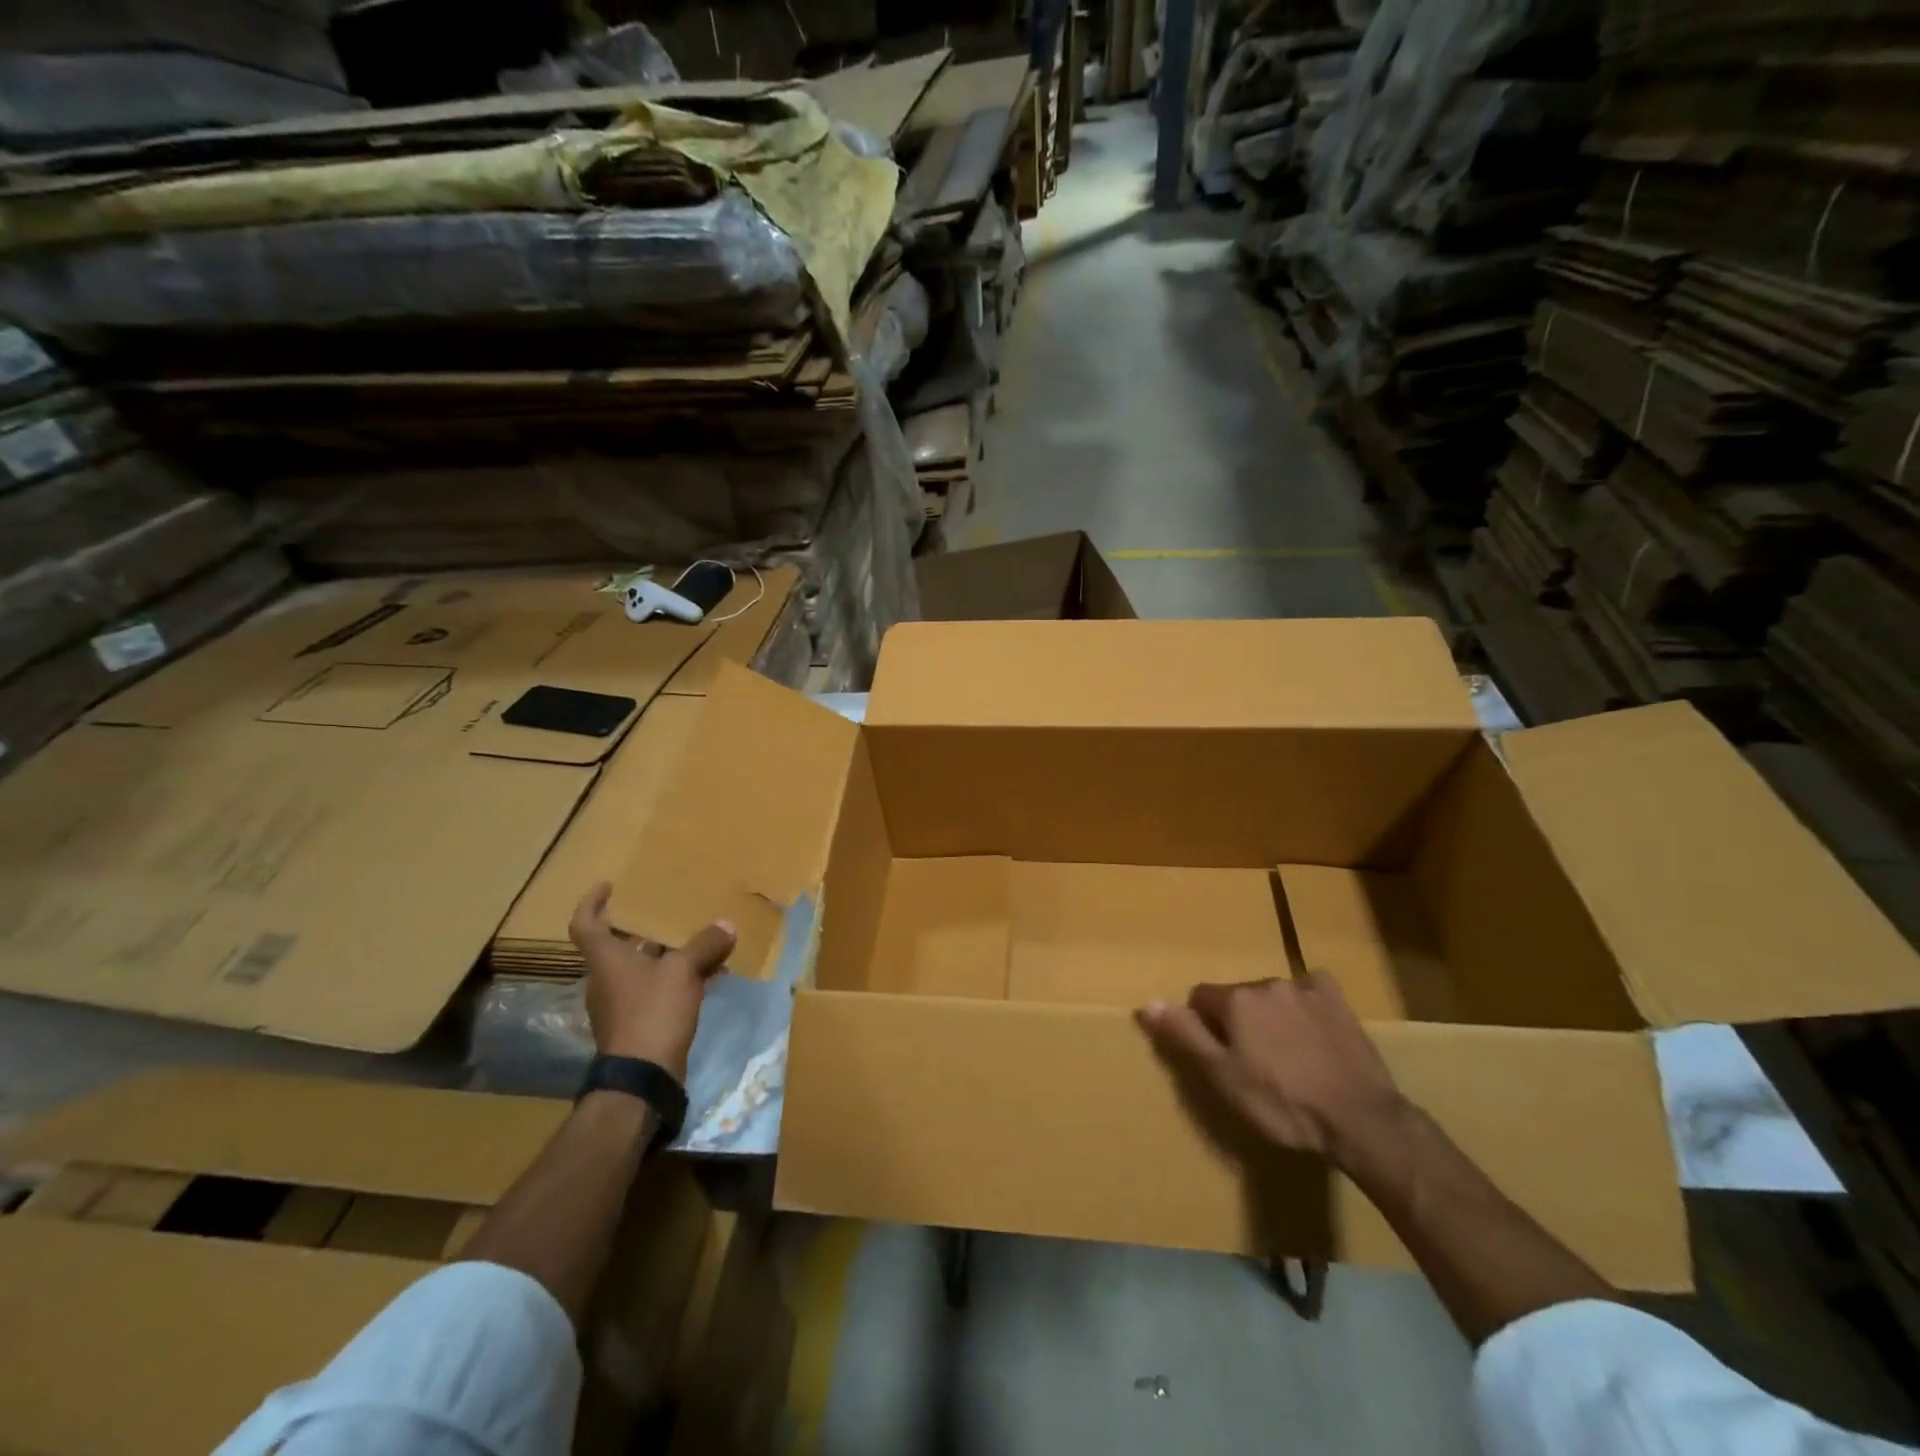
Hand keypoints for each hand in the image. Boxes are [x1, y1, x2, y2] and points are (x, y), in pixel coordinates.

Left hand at [569, 882, 735, 1080]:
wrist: (642, 1077)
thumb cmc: (652, 1012)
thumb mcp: (682, 972)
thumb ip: (705, 945)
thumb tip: (726, 925)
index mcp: (607, 960)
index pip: (585, 924)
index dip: (592, 903)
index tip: (608, 886)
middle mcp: (608, 979)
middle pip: (618, 945)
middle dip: (642, 927)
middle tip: (666, 909)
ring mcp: (622, 1003)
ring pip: (643, 967)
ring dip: (666, 953)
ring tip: (697, 937)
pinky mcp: (639, 1023)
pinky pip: (659, 988)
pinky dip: (679, 978)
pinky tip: (710, 974)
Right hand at [1139, 974, 1407, 1169]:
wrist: (1360, 1118)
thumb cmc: (1283, 1103)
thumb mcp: (1224, 1077)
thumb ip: (1186, 1035)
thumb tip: (1149, 1002)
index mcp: (1236, 1000)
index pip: (1200, 998)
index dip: (1203, 1027)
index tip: (1218, 1058)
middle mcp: (1267, 983)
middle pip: (1237, 997)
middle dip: (1237, 1022)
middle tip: (1253, 1064)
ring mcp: (1306, 989)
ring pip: (1271, 996)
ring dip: (1269, 1016)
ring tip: (1286, 1058)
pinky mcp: (1337, 1001)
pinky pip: (1310, 991)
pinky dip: (1304, 1006)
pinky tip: (1313, 1032)